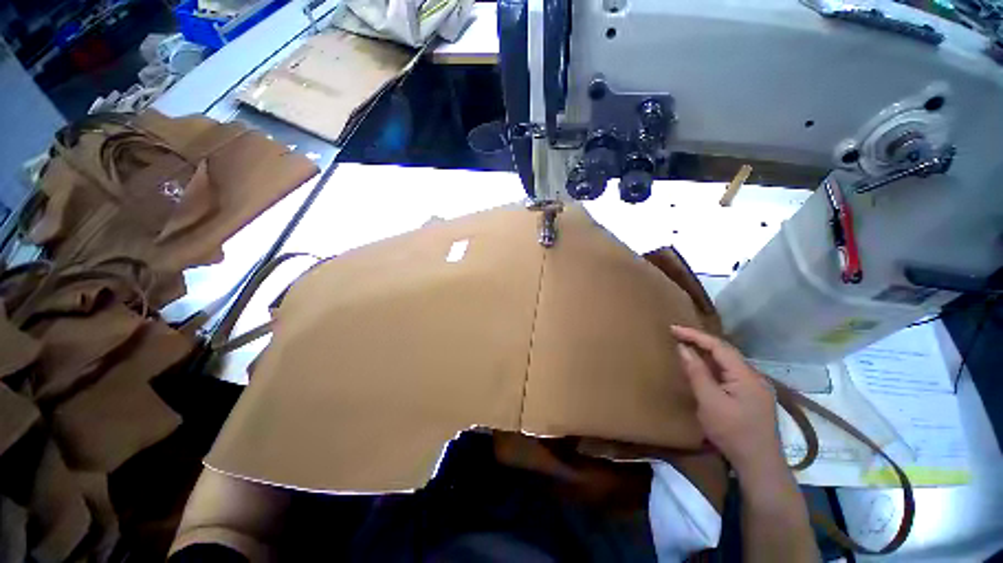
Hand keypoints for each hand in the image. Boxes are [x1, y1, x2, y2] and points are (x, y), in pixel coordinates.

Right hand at [671, 325, 784, 478]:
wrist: (760, 464)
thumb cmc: (733, 432)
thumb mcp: (710, 402)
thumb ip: (697, 372)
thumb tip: (683, 348)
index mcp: (746, 375)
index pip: (719, 346)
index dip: (695, 335)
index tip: (673, 328)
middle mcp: (754, 376)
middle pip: (725, 351)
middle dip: (700, 341)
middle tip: (677, 334)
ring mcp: (756, 387)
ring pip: (728, 362)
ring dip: (707, 352)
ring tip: (686, 345)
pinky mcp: (752, 396)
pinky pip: (730, 373)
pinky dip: (714, 366)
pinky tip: (704, 368)